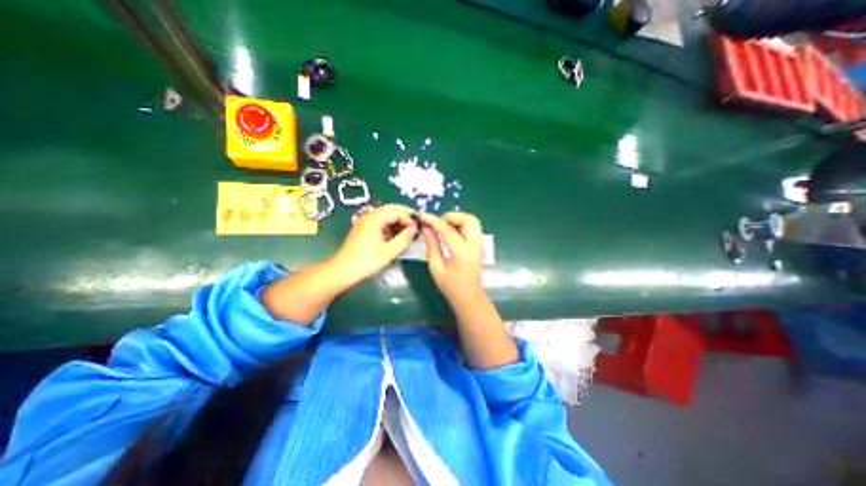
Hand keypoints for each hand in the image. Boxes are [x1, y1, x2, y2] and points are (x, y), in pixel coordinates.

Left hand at [330, 205, 417, 283]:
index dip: (409, 220)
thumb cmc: (367, 261)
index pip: (398, 212)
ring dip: (398, 222)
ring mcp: (365, 222)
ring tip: (408, 233)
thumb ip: (404, 239)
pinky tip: (397, 237)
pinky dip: (391, 227)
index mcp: (375, 218)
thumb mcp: (389, 251)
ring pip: (387, 216)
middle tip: (416, 228)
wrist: (343, 270)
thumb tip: (414, 230)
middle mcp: (370, 215)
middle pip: (392, 210)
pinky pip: (381, 223)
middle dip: (405, 218)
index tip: (417, 231)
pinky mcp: (364, 229)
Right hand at [418, 212, 483, 304]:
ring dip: (458, 219)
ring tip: (444, 227)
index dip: (433, 221)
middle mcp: (474, 245)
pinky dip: (462, 225)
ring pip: (473, 221)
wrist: (470, 298)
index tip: (423, 216)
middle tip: (438, 223)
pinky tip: (451, 233)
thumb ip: (431, 246)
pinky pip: (473, 228)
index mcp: (461, 252)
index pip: (447, 229)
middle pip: (468, 219)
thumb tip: (426, 229)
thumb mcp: (436, 268)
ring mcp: (480, 245)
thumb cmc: (451, 286)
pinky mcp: (480, 246)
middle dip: (452, 216)